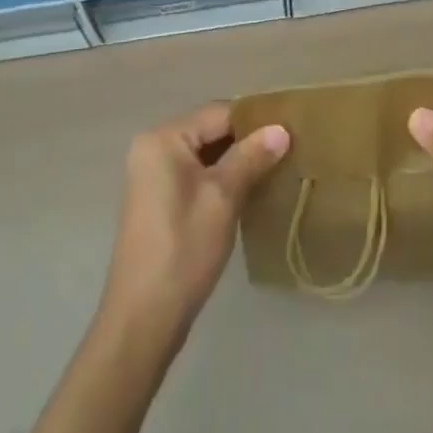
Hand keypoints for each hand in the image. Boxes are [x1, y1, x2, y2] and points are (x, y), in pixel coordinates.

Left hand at [98, 103, 289, 342]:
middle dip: (247, 141)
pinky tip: (249, 192)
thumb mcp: (223, 198)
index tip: (290, 130)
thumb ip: (251, 157)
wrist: (142, 319)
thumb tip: (281, 128)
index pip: (218, 113)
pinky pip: (195, 174)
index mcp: (163, 138)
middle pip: (210, 131)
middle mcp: (153, 148)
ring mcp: (152, 175)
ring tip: (275, 169)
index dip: (255, 121)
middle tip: (287, 151)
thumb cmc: (183, 249)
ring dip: (236, 162)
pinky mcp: (158, 200)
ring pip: (205, 154)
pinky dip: (220, 179)